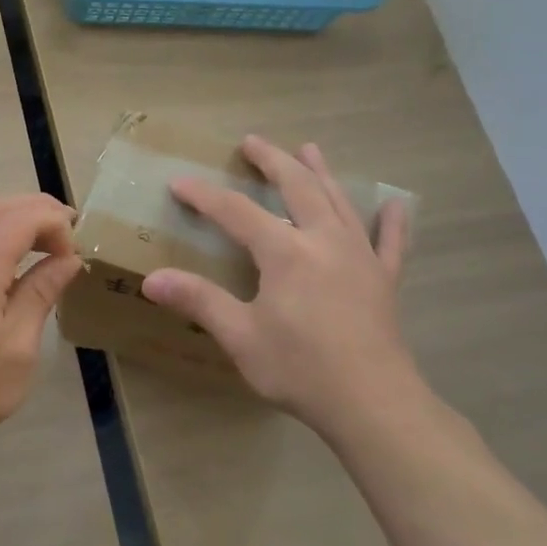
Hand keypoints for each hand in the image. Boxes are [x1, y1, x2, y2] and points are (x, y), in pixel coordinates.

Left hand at [0, 193, 82, 457]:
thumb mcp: (19, 344)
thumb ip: (42, 291)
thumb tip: (68, 259)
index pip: (22, 217)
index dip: (55, 223)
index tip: (74, 254)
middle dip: (38, 210)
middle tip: (69, 234)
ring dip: (15, 218)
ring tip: (46, 243)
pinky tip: (13, 261)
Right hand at [141, 136, 421, 439]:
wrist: (373, 403)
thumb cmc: (301, 368)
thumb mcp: (240, 336)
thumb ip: (199, 301)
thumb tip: (151, 280)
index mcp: (285, 252)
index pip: (236, 212)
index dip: (205, 196)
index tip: (179, 182)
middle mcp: (324, 240)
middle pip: (297, 186)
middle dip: (272, 161)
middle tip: (252, 141)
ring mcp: (360, 257)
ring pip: (339, 202)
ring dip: (321, 173)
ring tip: (309, 149)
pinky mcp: (384, 280)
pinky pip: (391, 242)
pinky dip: (391, 222)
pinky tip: (394, 205)